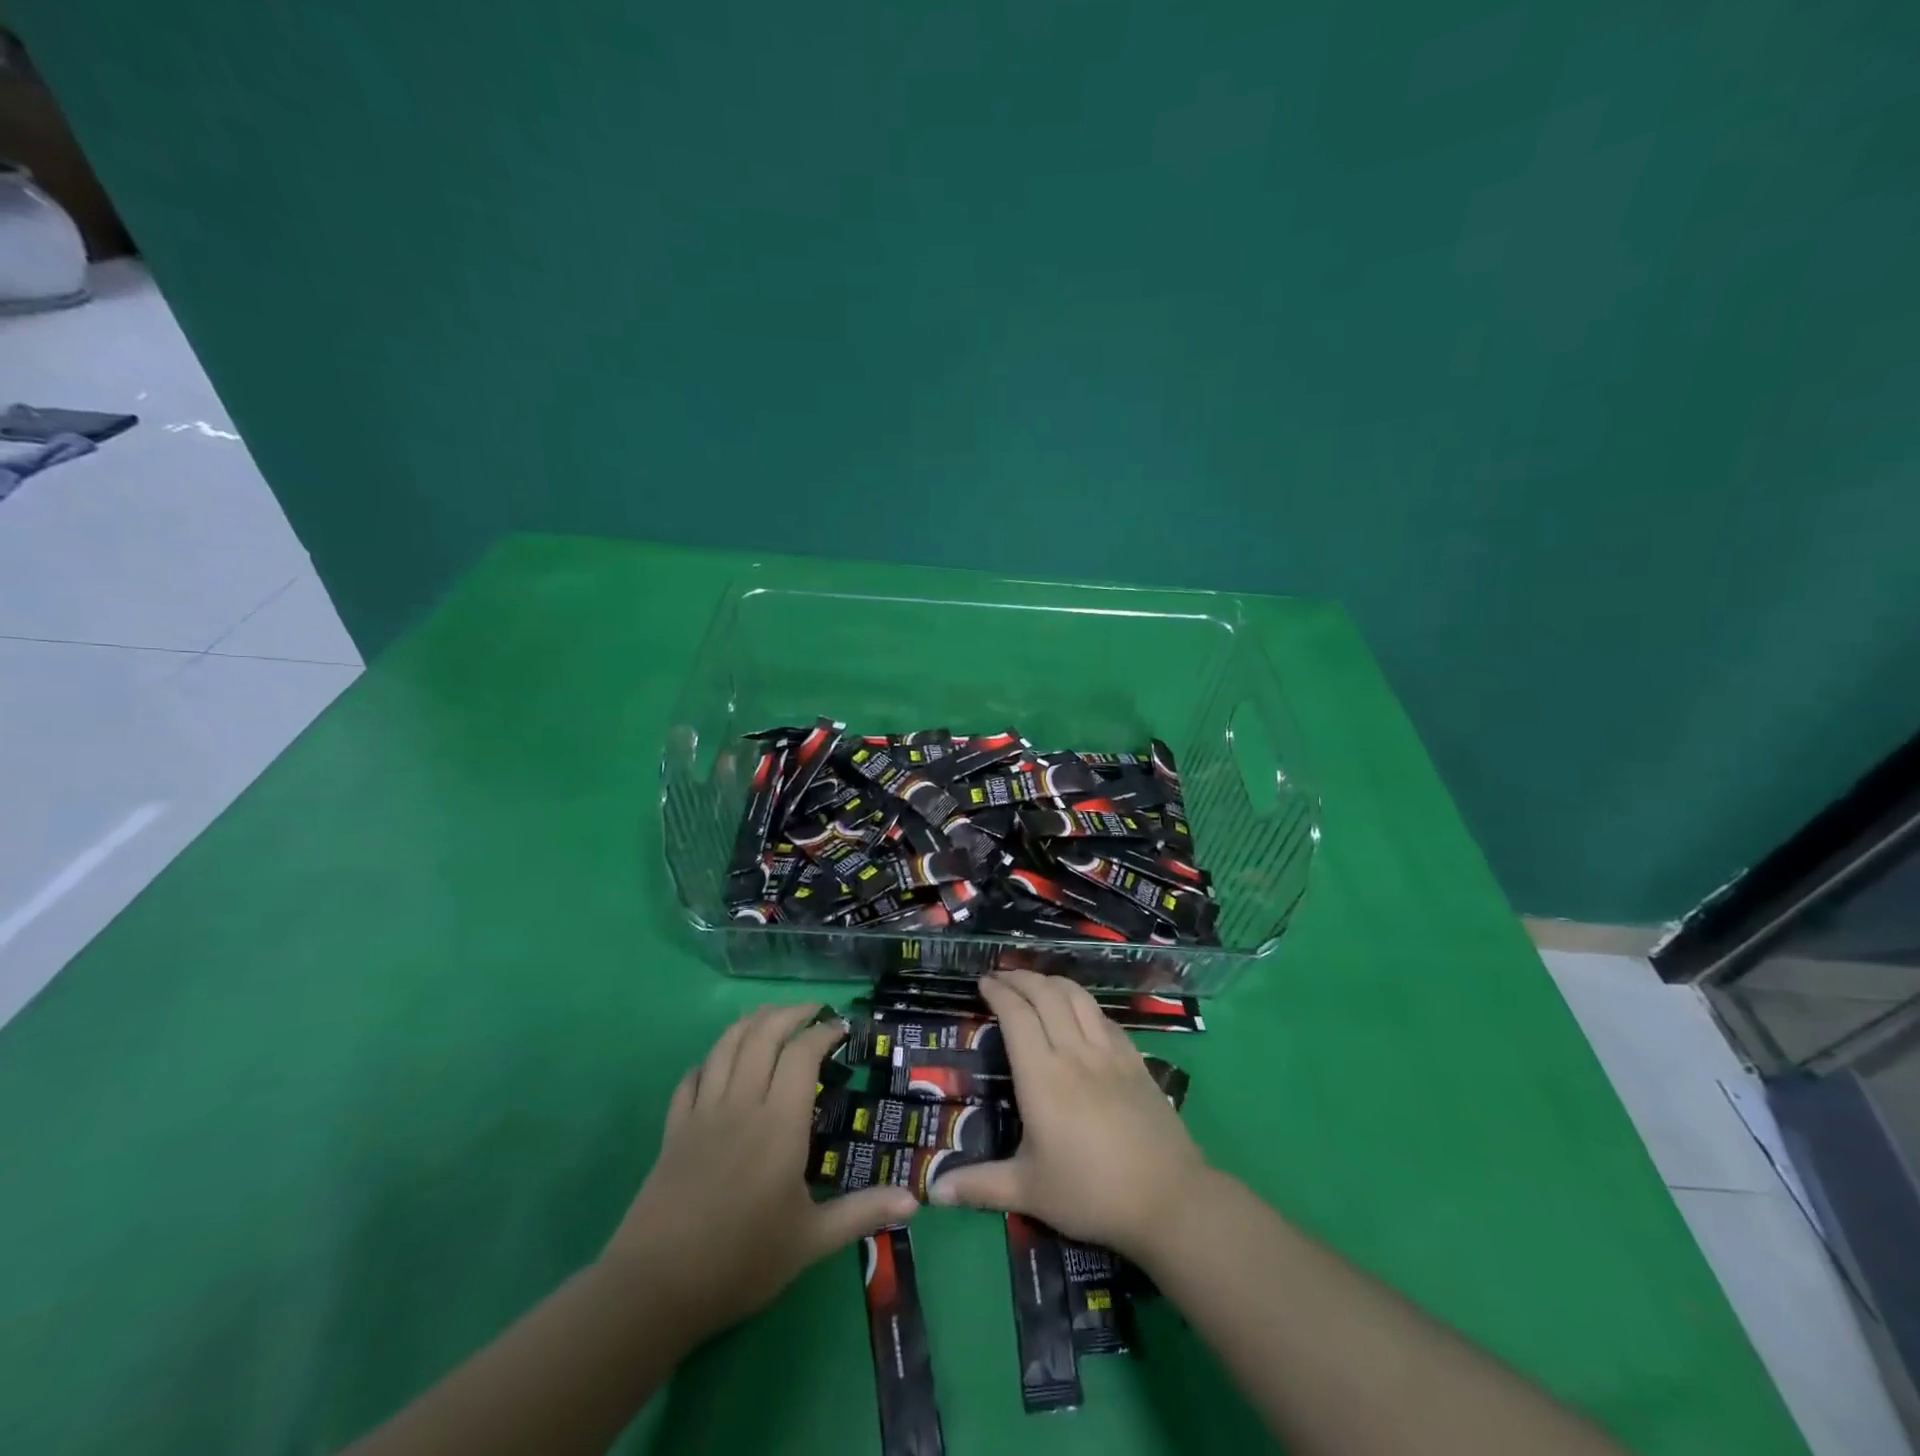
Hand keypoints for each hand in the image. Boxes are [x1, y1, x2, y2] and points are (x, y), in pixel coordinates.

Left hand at [603, 1004, 916, 1343]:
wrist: (655, 1288)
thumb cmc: (741, 1261)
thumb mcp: (811, 1241)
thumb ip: (862, 1213)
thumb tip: (915, 1200)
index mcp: (779, 1123)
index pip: (802, 1054)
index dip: (823, 1032)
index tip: (842, 1029)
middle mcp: (741, 1103)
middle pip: (763, 1034)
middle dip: (790, 1013)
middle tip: (813, 1011)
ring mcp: (703, 1113)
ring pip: (725, 1045)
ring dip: (750, 1022)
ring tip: (770, 1016)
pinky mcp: (674, 1130)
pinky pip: (691, 1078)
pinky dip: (709, 1060)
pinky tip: (719, 1063)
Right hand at [929, 971, 1207, 1259]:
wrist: (1167, 1198)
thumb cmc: (1091, 1192)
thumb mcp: (1029, 1192)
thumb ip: (980, 1185)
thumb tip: (933, 1192)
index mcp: (1042, 1076)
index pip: (1017, 1016)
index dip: (999, 992)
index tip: (983, 982)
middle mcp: (1074, 1052)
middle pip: (1046, 995)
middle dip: (1021, 977)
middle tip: (1002, 976)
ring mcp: (1109, 1052)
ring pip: (1078, 997)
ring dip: (1052, 981)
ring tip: (1036, 982)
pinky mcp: (1135, 1060)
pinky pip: (1104, 1017)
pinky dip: (1084, 1003)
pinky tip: (1079, 1010)